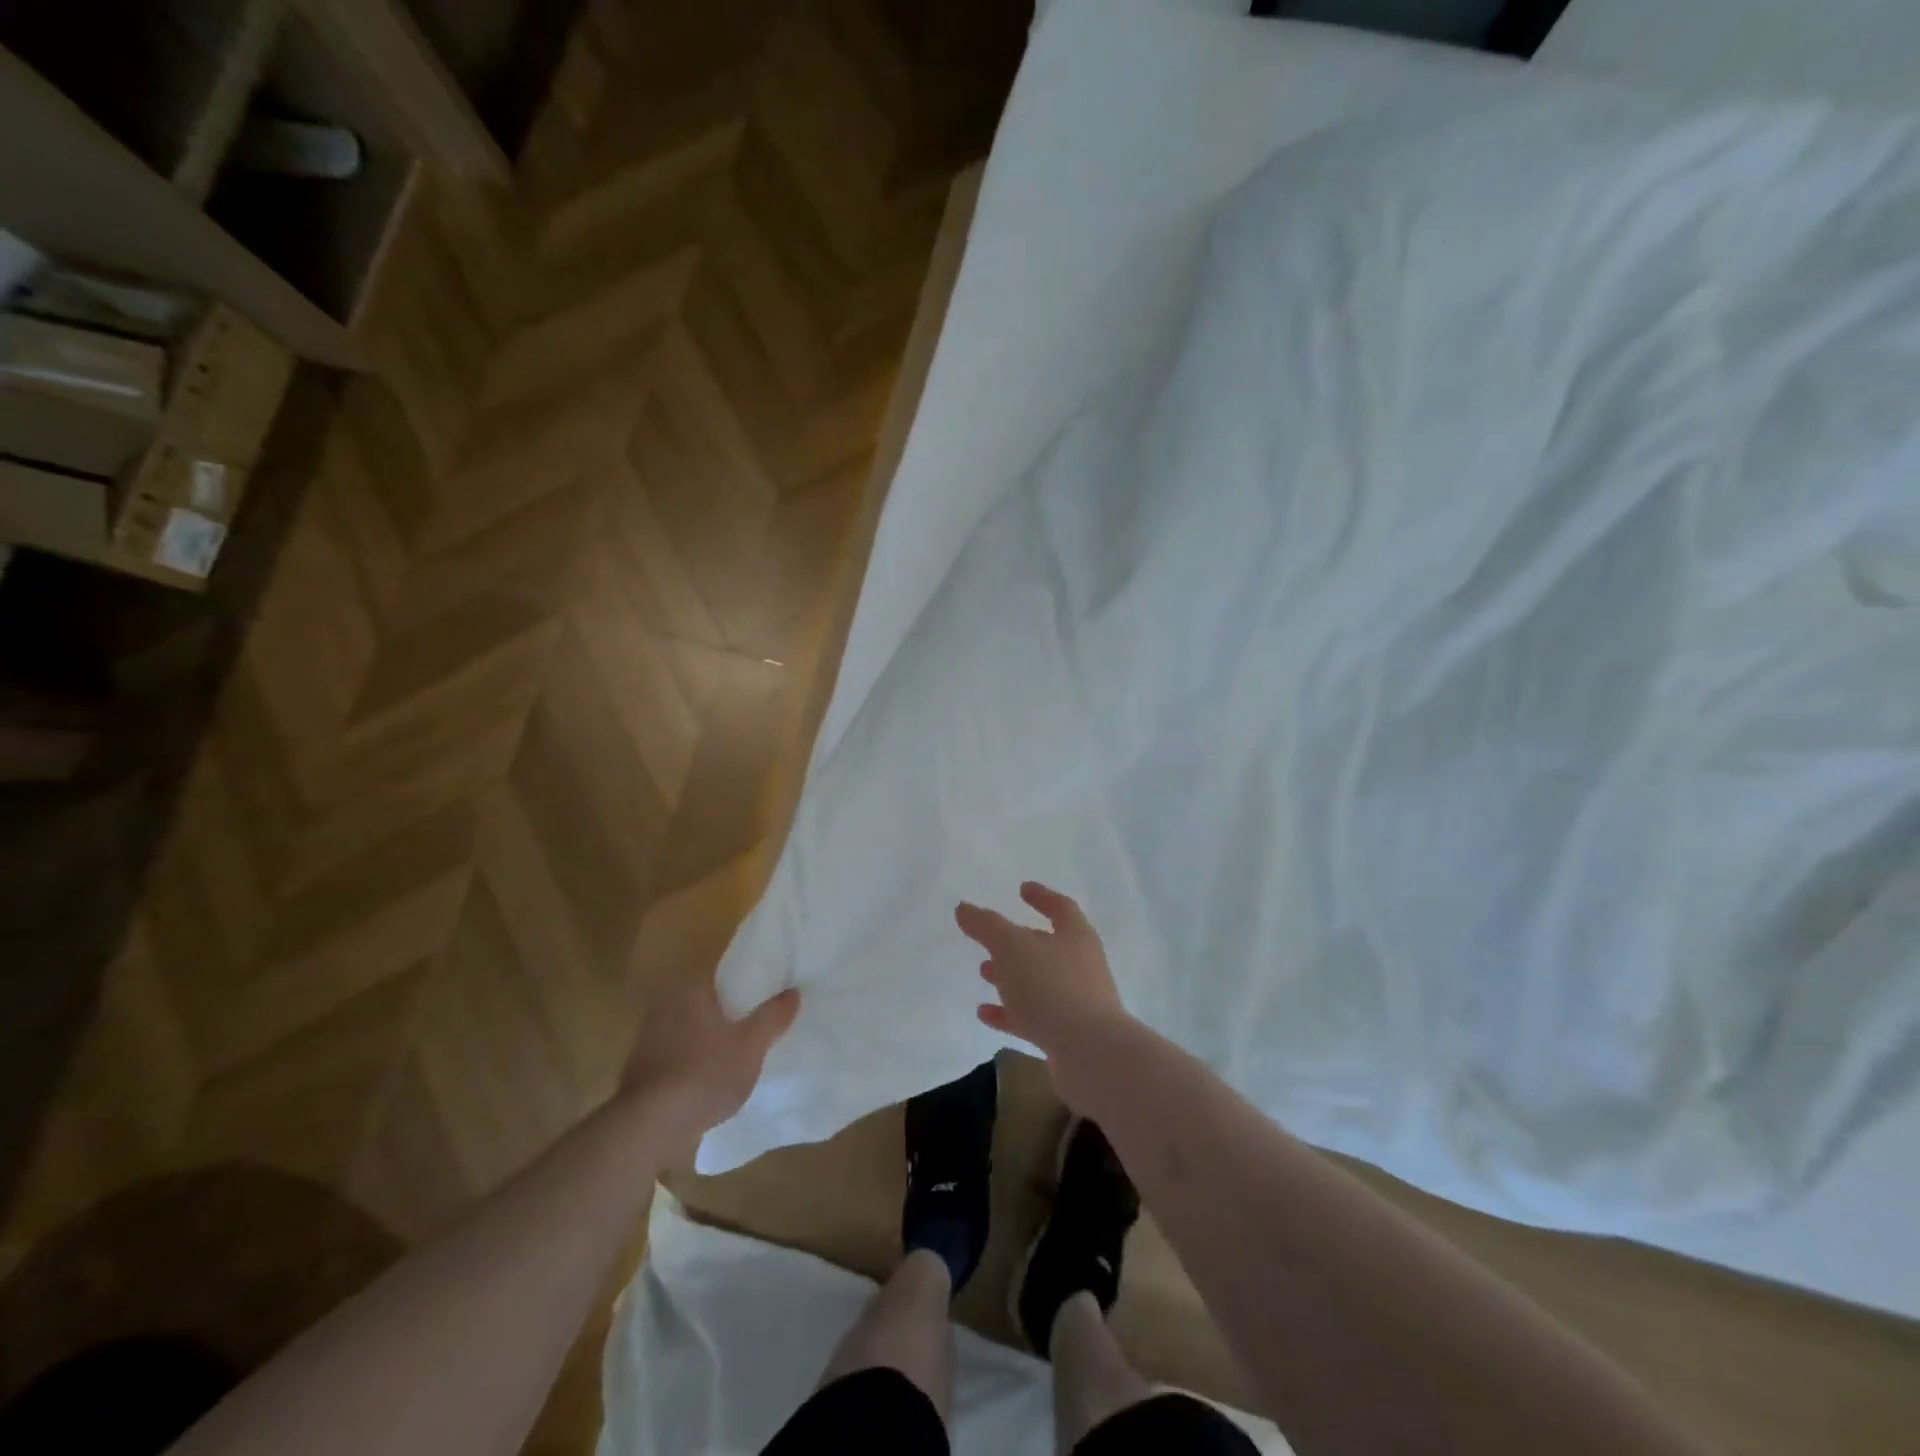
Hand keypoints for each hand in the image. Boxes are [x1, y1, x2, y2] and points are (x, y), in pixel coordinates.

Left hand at [619, 973, 799, 1140]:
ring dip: (712, 1037)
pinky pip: (678, 1053)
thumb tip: (793, 992)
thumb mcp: (751, 1046)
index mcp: (691, 990)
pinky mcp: (641, 1069)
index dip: (750, 981)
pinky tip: (712, 1078)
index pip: (725, 973)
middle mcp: (665, 1005)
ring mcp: (648, 1038)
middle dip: (731, 1011)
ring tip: (740, 1051)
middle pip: (708, 1001)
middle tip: (759, 1021)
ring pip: (692, 1028)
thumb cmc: (705, 1073)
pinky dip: (695, 1059)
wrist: (650, 1126)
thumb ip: (772, 1017)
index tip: (770, 991)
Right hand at [956, 882, 1131, 1102]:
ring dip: (1012, 976)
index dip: (1041, 896)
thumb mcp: (1012, 948)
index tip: (1022, 888)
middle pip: (1048, 946)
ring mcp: (1077, 1002)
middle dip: (1019, 942)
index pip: (1060, 907)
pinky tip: (985, 1014)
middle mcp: (1081, 965)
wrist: (1091, 1055)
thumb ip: (986, 926)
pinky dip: (1009, 1013)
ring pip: (1039, 982)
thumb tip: (964, 908)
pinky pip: (1034, 1017)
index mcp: (1076, 936)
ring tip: (984, 972)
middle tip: (991, 940)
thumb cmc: (1052, 988)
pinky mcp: (1068, 1035)